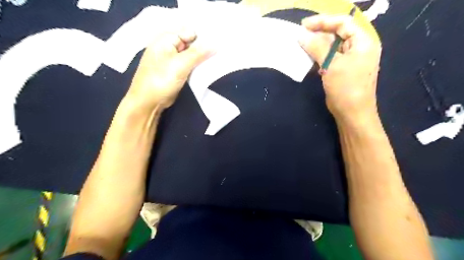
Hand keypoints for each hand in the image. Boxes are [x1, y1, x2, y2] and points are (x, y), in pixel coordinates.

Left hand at [126, 29, 212, 109]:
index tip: (217, 44)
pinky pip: (189, 65)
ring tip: (216, 61)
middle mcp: (168, 46)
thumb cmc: (161, 80)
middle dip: (204, 48)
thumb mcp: (180, 64)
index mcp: (165, 39)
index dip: (203, 37)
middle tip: (219, 53)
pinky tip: (207, 69)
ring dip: (202, 58)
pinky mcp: (175, 71)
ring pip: (191, 55)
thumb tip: (215, 45)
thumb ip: (198, 53)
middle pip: (191, 43)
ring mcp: (172, 60)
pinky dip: (197, 66)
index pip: (189, 31)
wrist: (148, 102)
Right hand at [299, 14, 382, 121]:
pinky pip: (329, 57)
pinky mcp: (342, 69)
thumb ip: (317, 47)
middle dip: (319, 33)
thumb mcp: (332, 65)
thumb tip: (302, 35)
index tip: (304, 25)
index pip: (343, 23)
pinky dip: (319, 56)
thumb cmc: (346, 87)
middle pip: (337, 33)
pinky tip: (309, 57)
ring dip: (317, 45)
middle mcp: (358, 47)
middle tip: (301, 35)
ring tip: (302, 45)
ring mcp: (350, 59)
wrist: (352, 113)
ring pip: (332, 46)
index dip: (323, 21)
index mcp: (363, 41)